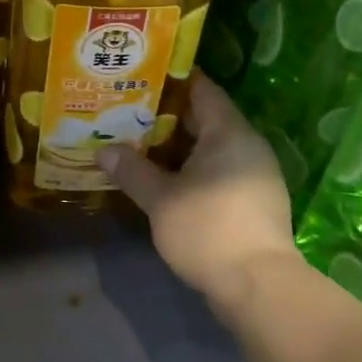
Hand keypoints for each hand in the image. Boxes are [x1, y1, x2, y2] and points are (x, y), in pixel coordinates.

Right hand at [96, 74, 301, 310]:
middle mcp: (248, 145)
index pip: (203, 89)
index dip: (173, 80)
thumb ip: (132, 170)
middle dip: (167, 115)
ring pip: (211, 147)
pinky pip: (219, 170)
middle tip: (128, 111)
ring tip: (139, 143)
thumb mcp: (161, 199)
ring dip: (178, 146)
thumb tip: (102, 151)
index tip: (141, 75)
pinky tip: (165, 178)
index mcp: (229, 132)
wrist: (258, 286)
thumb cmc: (208, 229)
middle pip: (206, 118)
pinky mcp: (254, 201)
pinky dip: (192, 168)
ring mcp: (255, 174)